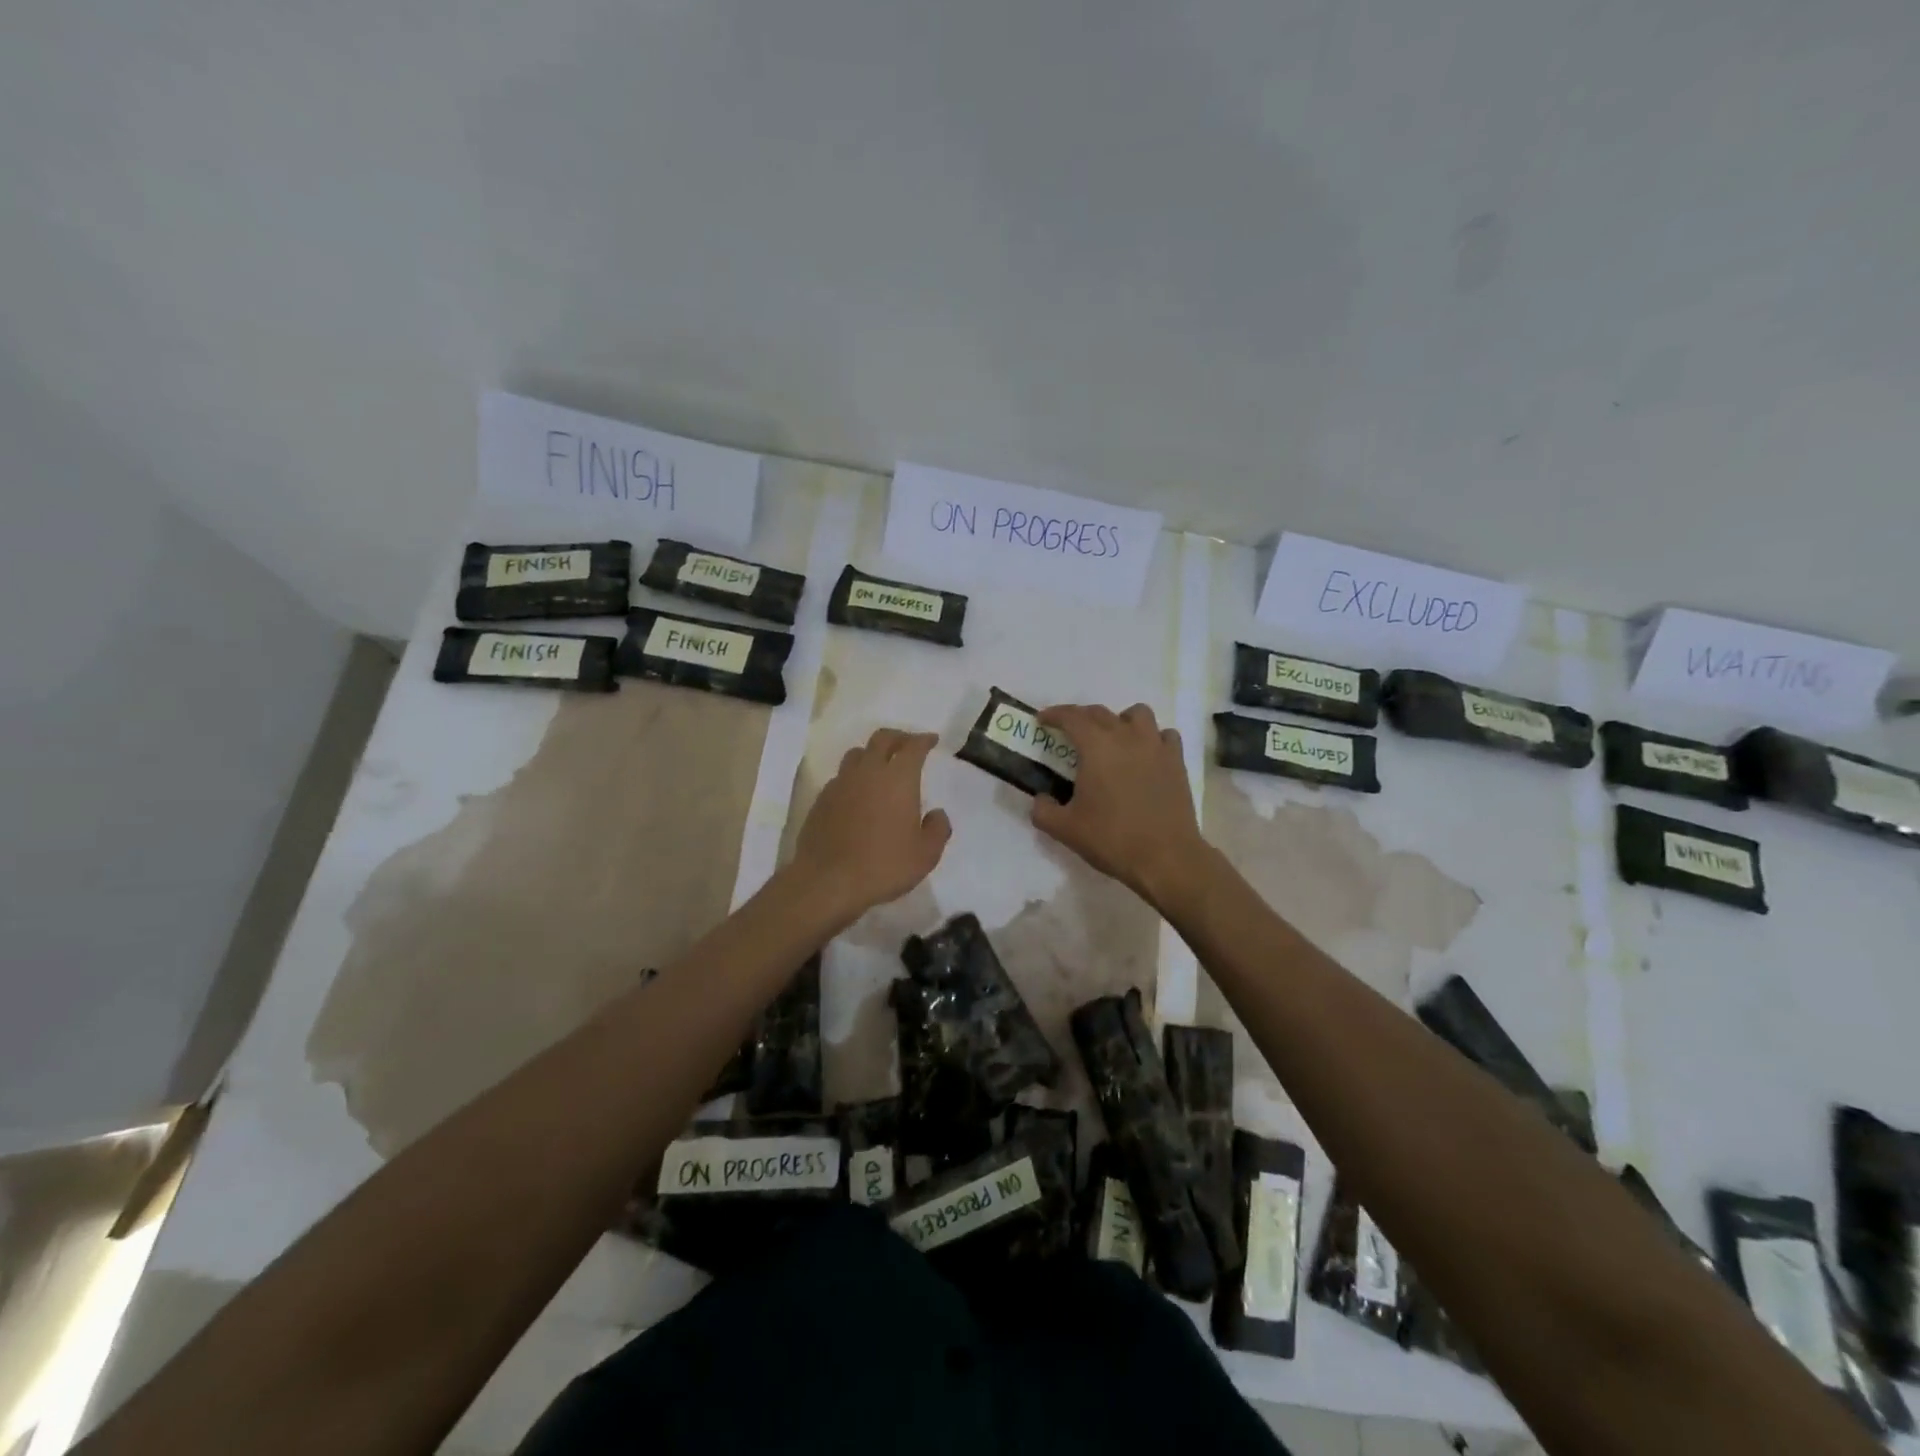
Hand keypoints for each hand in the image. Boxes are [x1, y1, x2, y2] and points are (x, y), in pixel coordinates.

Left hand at [791, 728, 951, 923]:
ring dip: (872, 754)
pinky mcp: (821, 799)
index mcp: (898, 779)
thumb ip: (938, 829)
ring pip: (857, 754)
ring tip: (881, 766)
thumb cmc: (883, 866)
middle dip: (898, 737)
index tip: (931, 740)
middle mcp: (868, 772)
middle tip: (908, 745)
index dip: (924, 740)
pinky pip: (841, 777)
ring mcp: (840, 783)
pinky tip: (858, 794)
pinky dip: (854, 777)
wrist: (827, 881)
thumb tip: (937, 814)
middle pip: (882, 738)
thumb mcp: (926, 855)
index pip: (913, 747)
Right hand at [1030, 703, 1208, 907]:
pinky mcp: (1176, 761)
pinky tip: (1146, 754)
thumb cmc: (1112, 839)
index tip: (1042, 720)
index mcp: (1096, 747)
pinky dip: (1152, 738)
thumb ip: (1043, 810)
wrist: (1166, 857)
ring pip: (1138, 714)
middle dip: (1081, 718)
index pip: (1071, 717)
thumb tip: (1041, 799)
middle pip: (1100, 713)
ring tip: (1114, 739)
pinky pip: (1164, 735)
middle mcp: (1126, 736)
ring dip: (1120, 720)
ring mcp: (1155, 746)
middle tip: (1070, 734)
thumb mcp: (1064, 829)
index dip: (1054, 714)